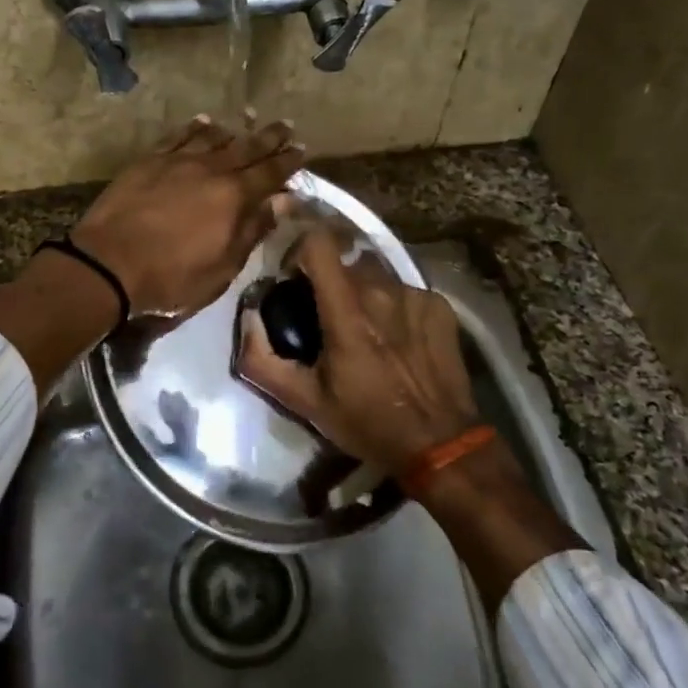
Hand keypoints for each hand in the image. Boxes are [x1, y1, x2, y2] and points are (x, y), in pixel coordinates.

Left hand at [72, 116, 304, 317]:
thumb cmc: (172, 277)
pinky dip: (194, 128)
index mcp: (234, 197)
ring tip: (246, 121)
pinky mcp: (149, 161)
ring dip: (233, 130)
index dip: (288, 162)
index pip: (270, 173)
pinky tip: (202, 123)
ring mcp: (177, 161)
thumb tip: (283, 200)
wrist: (109, 263)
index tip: (302, 149)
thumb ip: (253, 229)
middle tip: (285, 125)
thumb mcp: (223, 267)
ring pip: (213, 138)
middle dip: (268, 137)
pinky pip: (178, 137)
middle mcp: (210, 170)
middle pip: (246, 148)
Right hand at [237, 225, 482, 475]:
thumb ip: (262, 360)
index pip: (319, 243)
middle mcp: (382, 292)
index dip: (299, 248)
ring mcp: (414, 295)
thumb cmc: (367, 422)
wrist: (440, 444)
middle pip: (344, 259)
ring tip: (363, 328)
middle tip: (324, 313)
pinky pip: (403, 289)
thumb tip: (247, 320)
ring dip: (361, 291)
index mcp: (347, 312)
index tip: (292, 274)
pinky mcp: (438, 305)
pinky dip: (392, 305)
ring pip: (375, 273)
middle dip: (328, 278)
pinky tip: (396, 338)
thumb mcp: (304, 402)